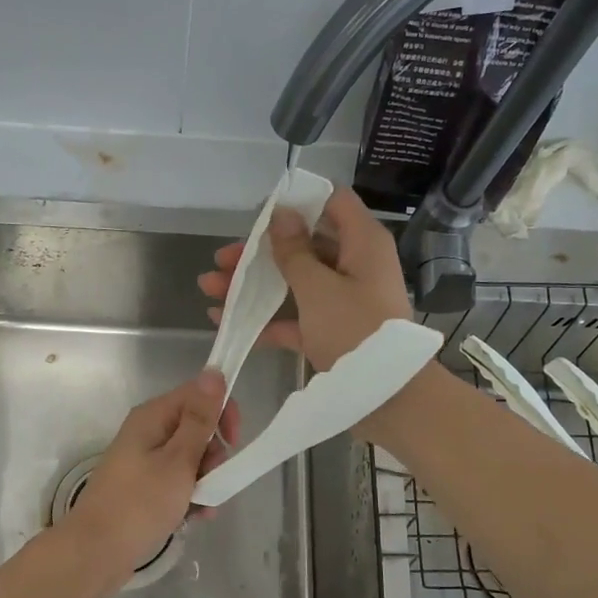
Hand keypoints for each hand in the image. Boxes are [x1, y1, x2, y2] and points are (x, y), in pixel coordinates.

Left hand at [57, 369, 238, 595]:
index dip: (221, 413)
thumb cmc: (139, 505)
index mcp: (152, 417)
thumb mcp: (178, 461)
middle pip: (196, 427)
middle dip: (213, 454)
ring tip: (204, 506)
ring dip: (205, 480)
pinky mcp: (143, 487)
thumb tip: (213, 372)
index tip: (233, 442)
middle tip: (211, 478)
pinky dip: (190, 496)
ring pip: (190, 458)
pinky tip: (196, 517)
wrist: (96, 553)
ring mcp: (144, 461)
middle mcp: (147, 432)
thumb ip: (199, 420)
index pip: (198, 394)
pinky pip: (177, 481)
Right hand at [197, 185, 412, 371]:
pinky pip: (295, 315)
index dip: (296, 202)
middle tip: (221, 260)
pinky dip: (266, 318)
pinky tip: (227, 321)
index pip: (332, 202)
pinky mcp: (332, 330)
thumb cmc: (354, 330)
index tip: (259, 214)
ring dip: (253, 284)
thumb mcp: (318, 288)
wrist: (388, 395)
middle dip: (259, 252)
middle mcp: (355, 264)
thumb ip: (294, 252)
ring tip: (209, 289)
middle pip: (304, 244)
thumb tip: (281, 214)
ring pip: (294, 281)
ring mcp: (343, 299)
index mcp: (362, 243)